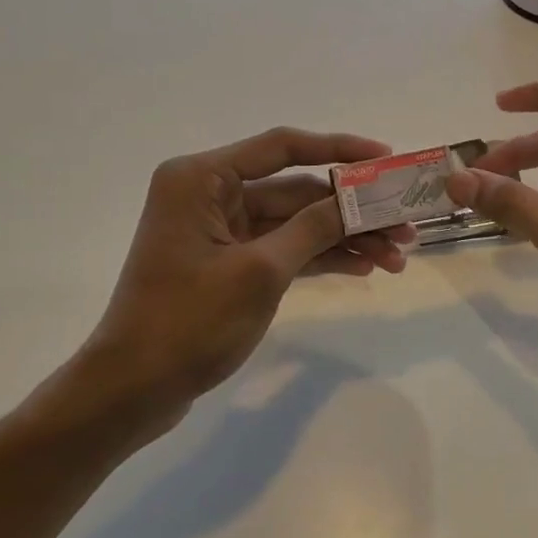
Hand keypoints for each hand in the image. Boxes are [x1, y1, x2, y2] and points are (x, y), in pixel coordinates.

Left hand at [67, 128, 411, 433]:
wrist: (132, 390)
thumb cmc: (188, 321)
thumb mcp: (260, 271)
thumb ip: (314, 228)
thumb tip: (360, 198)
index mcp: (203, 179)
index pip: (282, 147)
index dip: (339, 149)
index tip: (386, 157)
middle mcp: (211, 194)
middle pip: (296, 189)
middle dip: (351, 209)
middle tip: (405, 224)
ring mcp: (222, 231)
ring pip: (297, 223)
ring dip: (344, 237)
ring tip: (397, 257)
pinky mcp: (231, 263)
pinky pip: (285, 248)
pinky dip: (321, 257)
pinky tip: (365, 267)